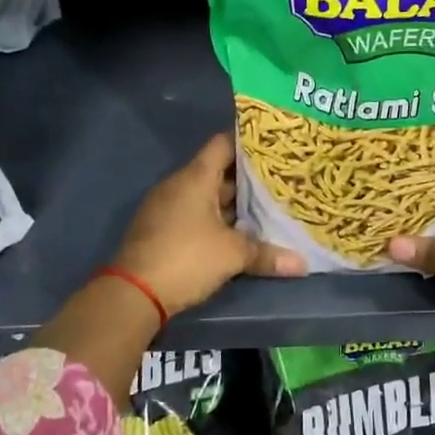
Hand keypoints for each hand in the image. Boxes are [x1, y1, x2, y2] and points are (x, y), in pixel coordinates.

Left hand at [113, 132, 306, 314]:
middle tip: (279, 180)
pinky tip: (237, 232)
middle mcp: (179, 184)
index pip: (223, 143)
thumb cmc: (186, 258)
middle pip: (217, 171)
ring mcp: (166, 206)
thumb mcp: (232, 255)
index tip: (273, 146)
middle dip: (247, 178)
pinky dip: (215, 219)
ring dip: (232, 203)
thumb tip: (302, 264)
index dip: (247, 141)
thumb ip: (266, 254)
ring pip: (206, 195)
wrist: (132, 293)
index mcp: (195, 177)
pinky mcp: (160, 228)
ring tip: (265, 206)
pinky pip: (194, 214)